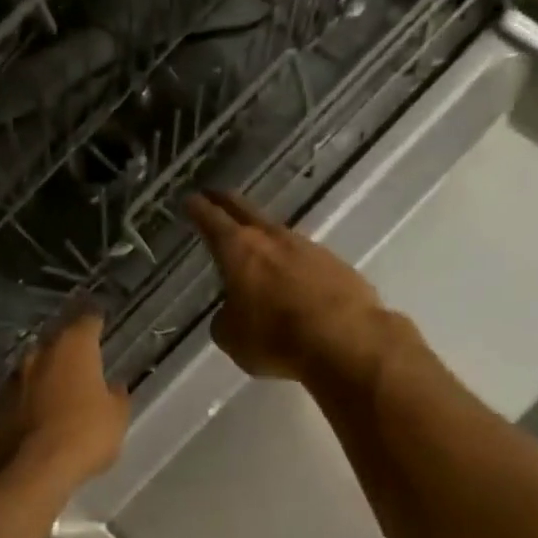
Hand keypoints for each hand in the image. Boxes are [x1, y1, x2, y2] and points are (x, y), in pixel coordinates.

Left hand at [0, 313, 129, 493]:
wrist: (28, 471)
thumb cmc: (83, 436)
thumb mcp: (116, 418)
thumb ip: (116, 396)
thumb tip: (112, 386)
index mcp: (73, 348)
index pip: (87, 320)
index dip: (95, 319)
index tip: (99, 319)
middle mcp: (39, 353)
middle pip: (56, 340)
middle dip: (68, 347)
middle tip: (81, 357)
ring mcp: (13, 378)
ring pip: (34, 367)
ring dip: (45, 373)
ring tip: (58, 388)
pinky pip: (18, 394)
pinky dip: (29, 399)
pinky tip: (37, 414)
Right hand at [188, 191, 391, 383]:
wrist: (347, 340)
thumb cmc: (276, 338)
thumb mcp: (232, 338)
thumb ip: (225, 319)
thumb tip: (231, 313)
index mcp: (239, 250)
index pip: (212, 221)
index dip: (199, 209)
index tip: (190, 199)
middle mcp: (273, 240)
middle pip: (246, 212)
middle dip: (227, 203)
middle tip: (215, 196)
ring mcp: (309, 248)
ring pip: (278, 233)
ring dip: (263, 235)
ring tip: (255, 242)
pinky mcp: (337, 265)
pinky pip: (305, 258)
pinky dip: (293, 263)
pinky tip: (292, 277)